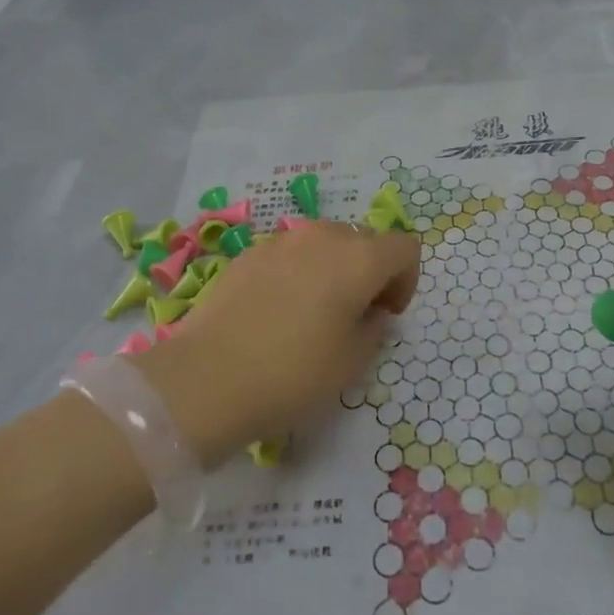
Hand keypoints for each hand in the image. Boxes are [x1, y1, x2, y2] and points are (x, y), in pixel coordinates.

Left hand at [132, 222, 419, 467]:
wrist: (208, 378)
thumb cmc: (293, 374)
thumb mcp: (352, 363)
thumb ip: (374, 328)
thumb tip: (371, 311)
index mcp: (359, 259)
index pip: (404, 248)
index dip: (406, 280)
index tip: (387, 314)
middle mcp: (323, 236)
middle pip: (364, 240)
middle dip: (369, 272)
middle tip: (354, 315)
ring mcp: (282, 240)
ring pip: (325, 242)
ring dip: (333, 268)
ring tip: (314, 311)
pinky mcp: (249, 253)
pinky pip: (290, 253)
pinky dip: (297, 272)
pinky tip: (277, 311)